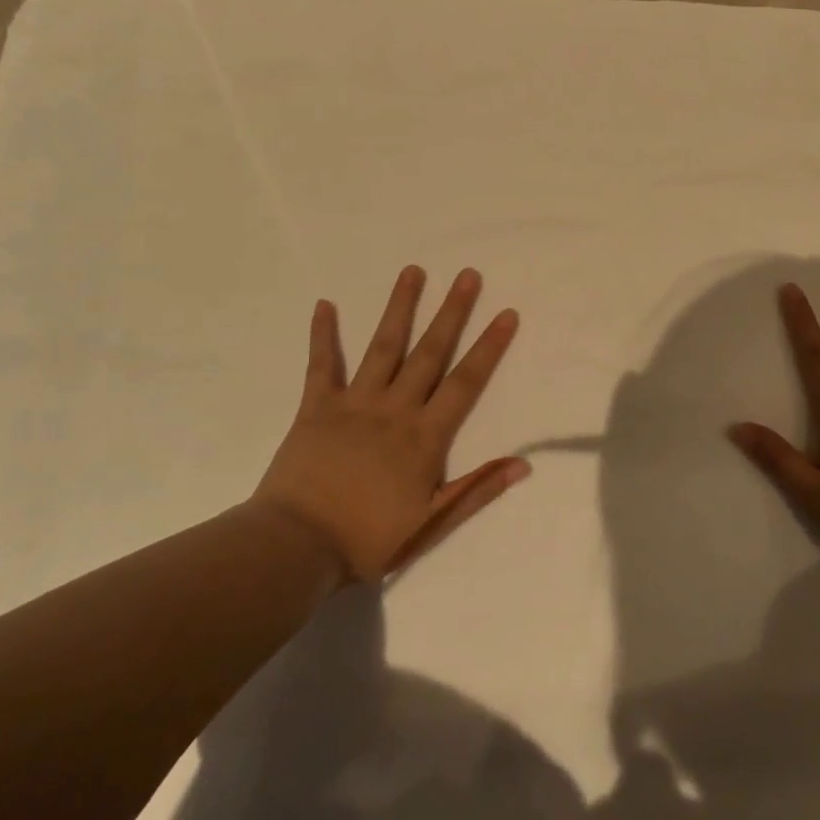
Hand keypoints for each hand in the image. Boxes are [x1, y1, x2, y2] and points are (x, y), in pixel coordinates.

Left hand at [253, 265, 526, 583]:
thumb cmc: (368, 539)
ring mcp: (354, 403)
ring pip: (383, 346)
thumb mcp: (432, 523)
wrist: (295, 548)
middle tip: (468, 274)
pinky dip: (323, 334)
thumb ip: (477, 490)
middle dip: (452, 312)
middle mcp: (394, 408)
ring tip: (413, 271)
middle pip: (430, 352)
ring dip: (400, 307)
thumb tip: (523, 464)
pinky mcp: (316, 407)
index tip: (506, 314)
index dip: (489, 348)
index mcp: (425, 436)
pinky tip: (325, 303)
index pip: (465, 383)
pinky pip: (321, 365)